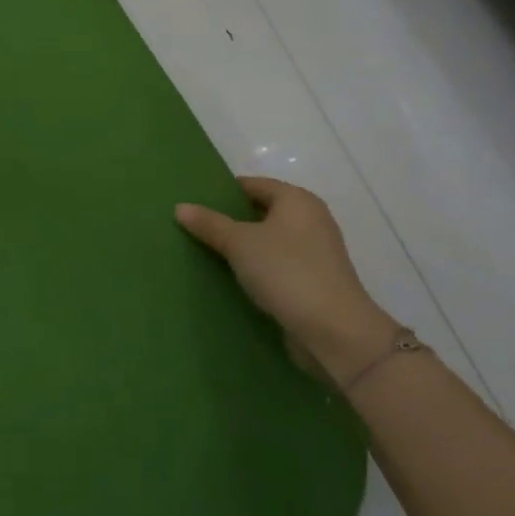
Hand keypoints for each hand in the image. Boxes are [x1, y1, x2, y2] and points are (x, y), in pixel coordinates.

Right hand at [176, 179, 395, 388]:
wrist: (333, 330)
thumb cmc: (286, 272)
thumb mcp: (240, 243)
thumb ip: (209, 224)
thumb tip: (180, 207)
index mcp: (297, 201)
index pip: (253, 185)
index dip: (223, 191)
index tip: (193, 201)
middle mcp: (310, 221)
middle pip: (260, 212)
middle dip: (228, 220)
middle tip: (192, 226)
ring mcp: (313, 253)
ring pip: (266, 241)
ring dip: (239, 247)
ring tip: (203, 251)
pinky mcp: (311, 281)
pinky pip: (274, 265)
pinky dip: (253, 268)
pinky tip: (228, 277)